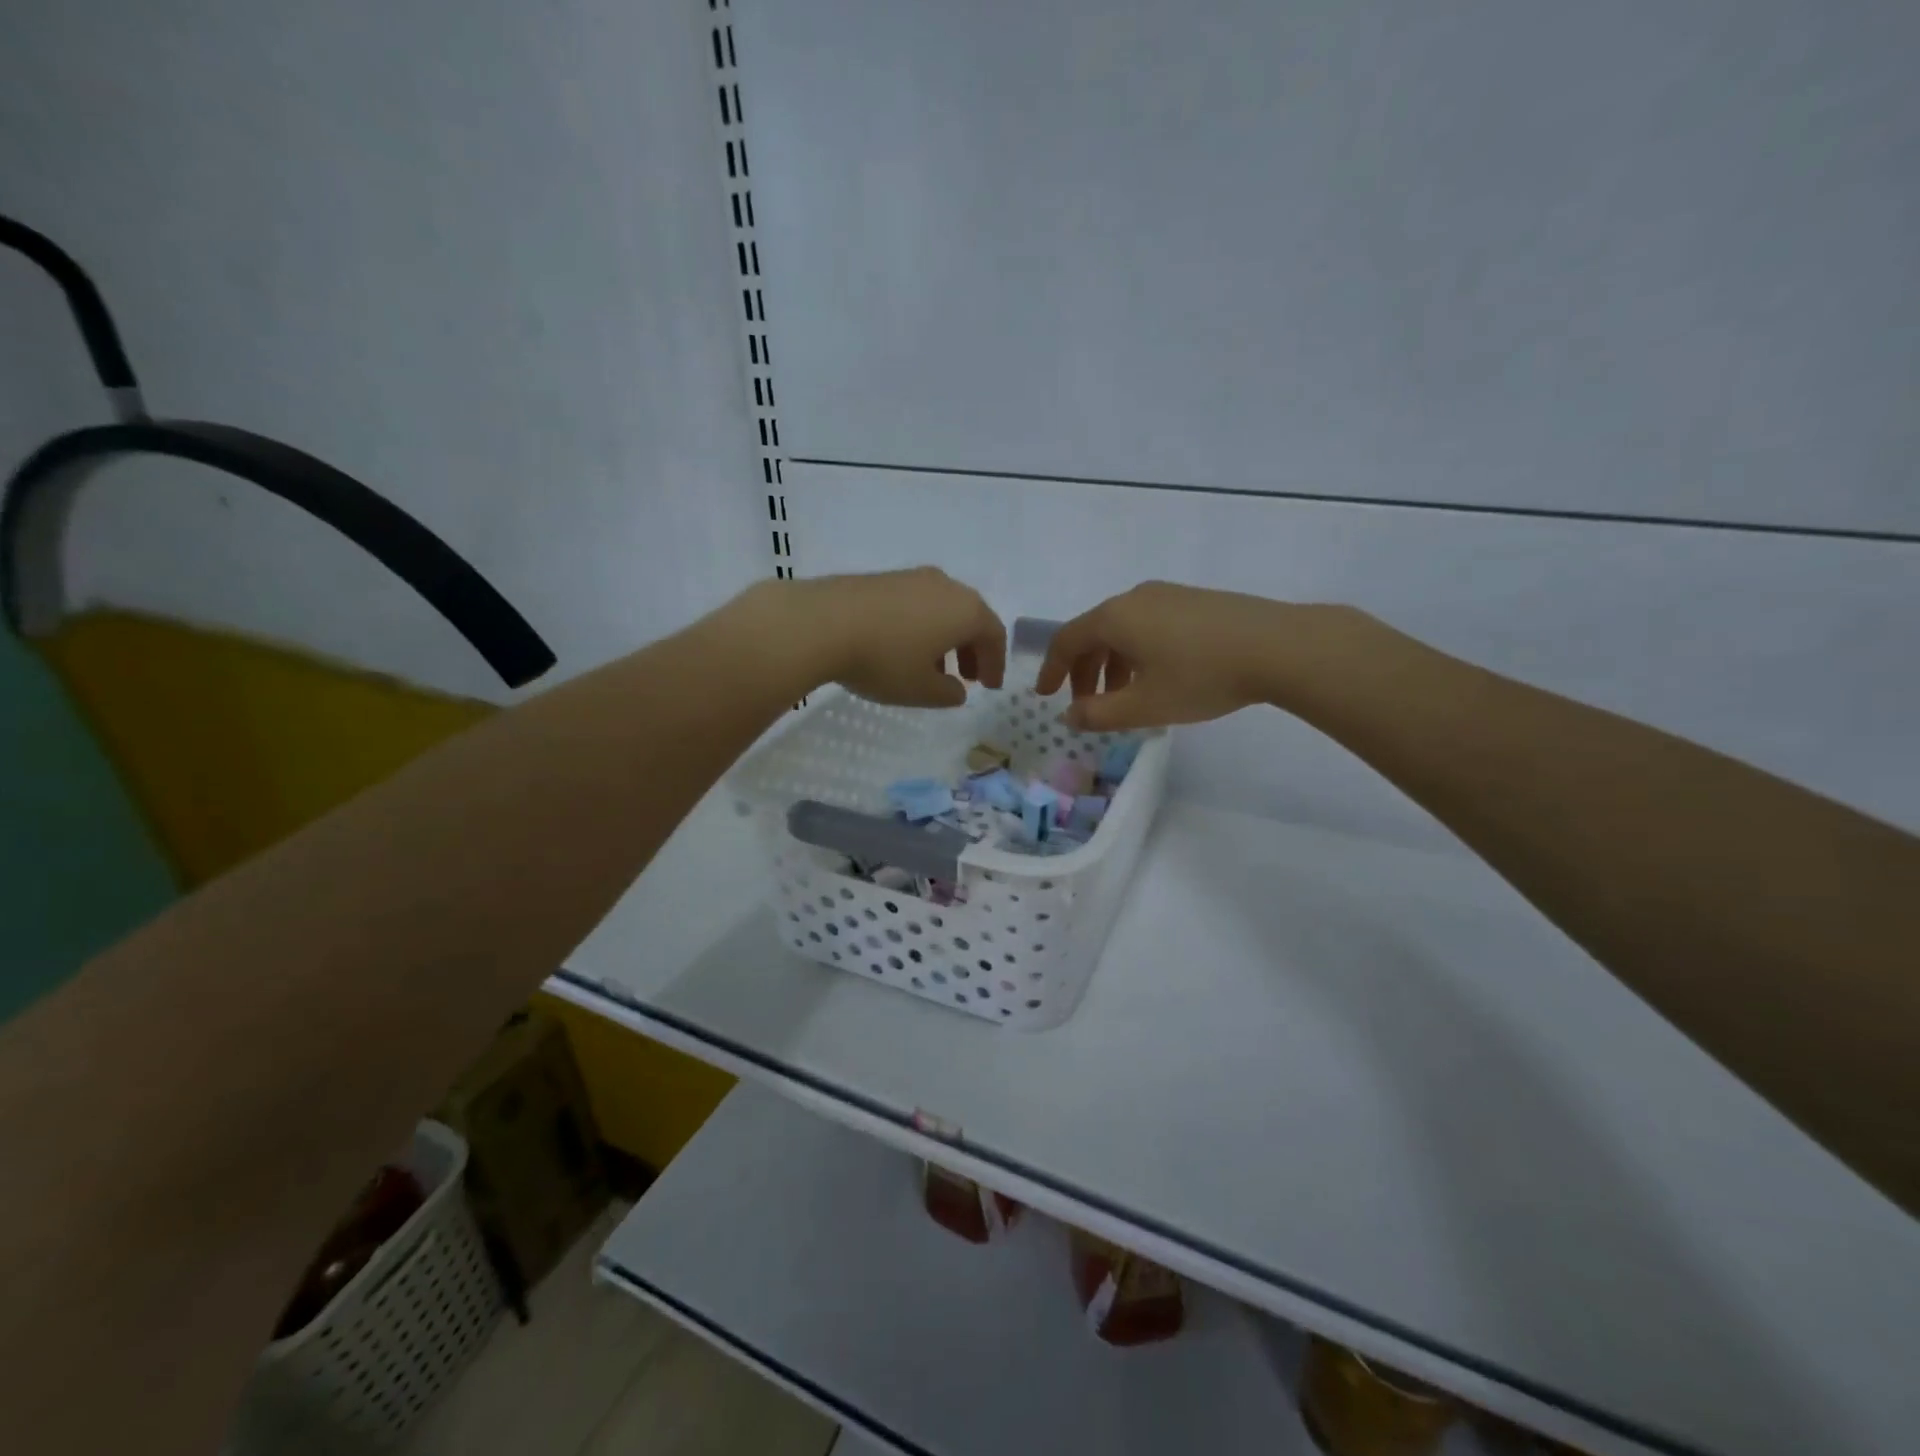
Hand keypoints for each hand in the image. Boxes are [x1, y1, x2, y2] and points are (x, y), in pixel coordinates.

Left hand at [757, 568, 1006, 706]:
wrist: (821, 623)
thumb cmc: (884, 660)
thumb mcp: (922, 690)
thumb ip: (948, 693)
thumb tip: (956, 689)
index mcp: (966, 610)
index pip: (994, 635)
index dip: (996, 663)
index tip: (990, 686)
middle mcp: (945, 586)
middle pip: (970, 617)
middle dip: (972, 649)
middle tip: (968, 677)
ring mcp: (912, 577)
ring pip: (942, 610)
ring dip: (945, 640)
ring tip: (932, 669)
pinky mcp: (883, 579)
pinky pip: (916, 604)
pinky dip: (921, 627)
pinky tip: (902, 649)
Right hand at [1036, 581, 1345, 729]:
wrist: (1279, 647)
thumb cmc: (1201, 677)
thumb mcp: (1144, 706)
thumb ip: (1099, 714)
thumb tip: (1069, 715)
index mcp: (1115, 617)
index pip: (1067, 640)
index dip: (1052, 669)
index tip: (1046, 695)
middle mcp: (1135, 598)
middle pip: (1095, 633)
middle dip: (1085, 671)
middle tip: (1087, 704)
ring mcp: (1168, 595)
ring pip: (1125, 630)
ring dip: (1113, 664)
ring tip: (1125, 698)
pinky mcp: (1195, 600)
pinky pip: (1150, 625)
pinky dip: (1139, 652)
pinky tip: (1159, 677)